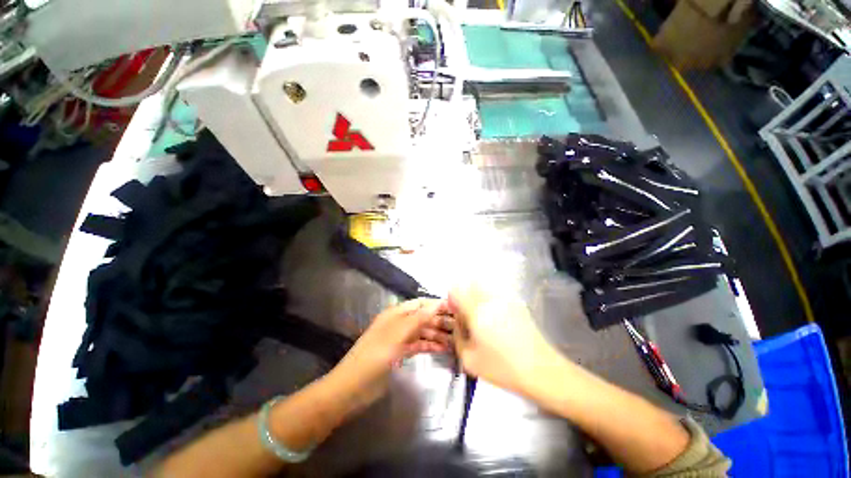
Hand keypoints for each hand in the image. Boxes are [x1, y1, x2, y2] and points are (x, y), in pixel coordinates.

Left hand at [327, 299, 451, 413]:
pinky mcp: (400, 353)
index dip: (436, 304)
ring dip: (437, 334)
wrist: (353, 387)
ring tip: (455, 340)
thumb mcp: (397, 335)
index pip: (420, 303)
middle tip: (460, 327)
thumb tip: (438, 304)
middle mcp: (399, 323)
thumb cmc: (375, 356)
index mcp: (396, 313)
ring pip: (422, 332)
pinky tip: (443, 349)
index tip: (455, 307)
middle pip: (423, 317)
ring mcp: (400, 338)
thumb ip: (419, 319)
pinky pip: (419, 345)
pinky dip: (430, 345)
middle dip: (439, 320)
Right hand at [449, 282, 559, 395]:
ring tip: (482, 317)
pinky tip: (497, 321)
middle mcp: (490, 301)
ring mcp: (506, 301)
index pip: (457, 291)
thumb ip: (458, 337)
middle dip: (465, 294)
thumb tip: (458, 323)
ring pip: (485, 287)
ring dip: (478, 295)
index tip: (454, 309)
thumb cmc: (502, 368)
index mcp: (476, 312)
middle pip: (471, 284)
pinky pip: (497, 295)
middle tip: (467, 312)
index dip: (452, 297)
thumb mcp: (470, 359)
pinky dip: (491, 301)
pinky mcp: (517, 305)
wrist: (541, 370)